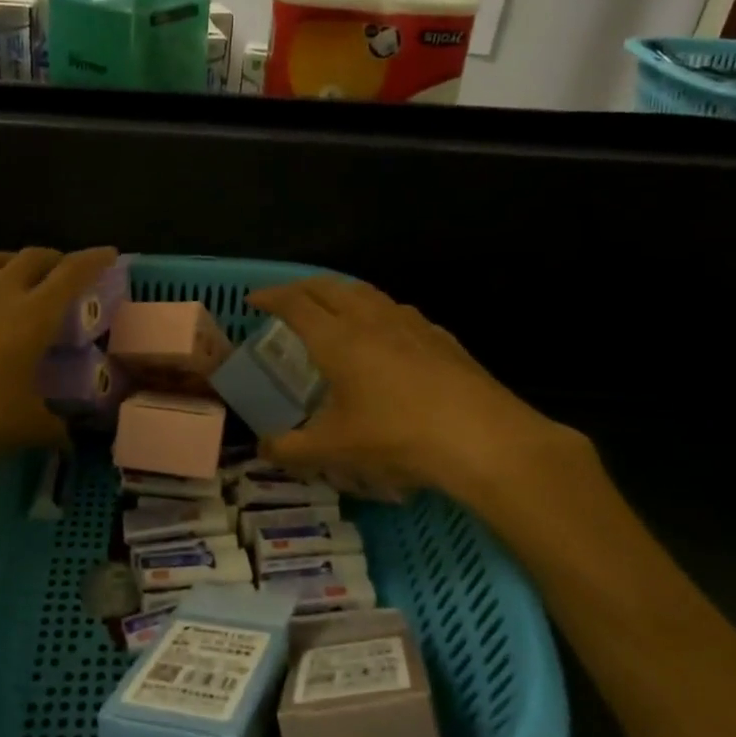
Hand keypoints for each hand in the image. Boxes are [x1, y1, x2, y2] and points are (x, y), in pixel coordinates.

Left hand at [0, 247, 116, 493]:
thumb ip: (53, 429)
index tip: (109, 254)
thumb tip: (69, 443)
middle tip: (64, 272)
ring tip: (17, 280)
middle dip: (54, 258)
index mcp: (32, 314)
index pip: (72, 273)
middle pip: (31, 257)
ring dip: (11, 264)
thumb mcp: (26, 427)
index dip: (94, 260)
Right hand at [248, 277, 592, 503]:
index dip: (271, 297)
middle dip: (303, 287)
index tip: (254, 299)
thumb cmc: (397, 437)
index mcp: (338, 339)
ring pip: (367, 293)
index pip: (295, 304)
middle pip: (330, 287)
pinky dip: (378, 313)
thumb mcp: (334, 449)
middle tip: (287, 298)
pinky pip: (399, 312)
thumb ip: (291, 449)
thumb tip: (262, 449)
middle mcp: (372, 320)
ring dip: (342, 293)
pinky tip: (386, 335)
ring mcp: (411, 324)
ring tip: (333, 308)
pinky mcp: (441, 337)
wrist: (481, 438)